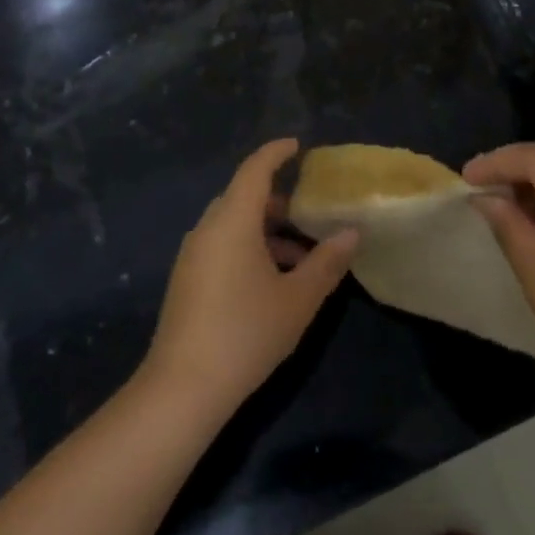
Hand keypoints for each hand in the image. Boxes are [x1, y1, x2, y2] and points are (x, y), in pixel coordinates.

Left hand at [142, 139, 359, 414]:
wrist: (182, 389)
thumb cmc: (245, 333)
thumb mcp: (298, 299)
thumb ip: (327, 262)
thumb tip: (352, 232)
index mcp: (232, 220)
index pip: (255, 170)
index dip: (276, 152)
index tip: (297, 146)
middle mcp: (207, 228)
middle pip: (244, 197)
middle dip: (278, 201)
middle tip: (310, 213)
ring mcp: (193, 255)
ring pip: (233, 225)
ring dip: (267, 232)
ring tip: (302, 259)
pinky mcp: (186, 280)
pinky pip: (222, 246)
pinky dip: (249, 248)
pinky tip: (273, 283)